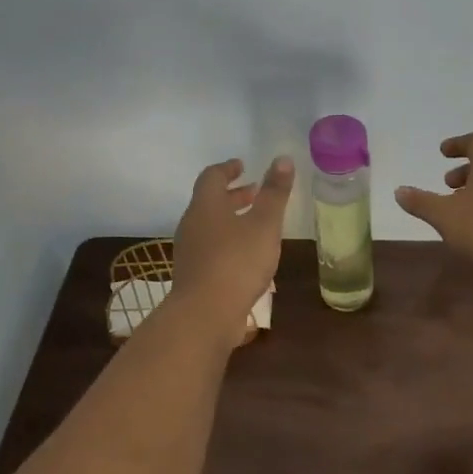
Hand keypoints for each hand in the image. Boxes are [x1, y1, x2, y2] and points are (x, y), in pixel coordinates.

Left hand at [172, 155, 293, 341]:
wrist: (205, 315)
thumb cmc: (237, 262)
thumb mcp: (264, 225)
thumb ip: (274, 193)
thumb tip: (283, 159)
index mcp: (206, 205)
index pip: (212, 176)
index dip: (228, 169)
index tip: (243, 166)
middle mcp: (192, 224)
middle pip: (209, 201)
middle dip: (233, 195)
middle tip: (255, 193)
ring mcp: (189, 251)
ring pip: (210, 226)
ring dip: (231, 220)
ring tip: (256, 226)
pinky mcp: (193, 275)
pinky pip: (210, 248)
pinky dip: (228, 242)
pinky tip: (247, 257)